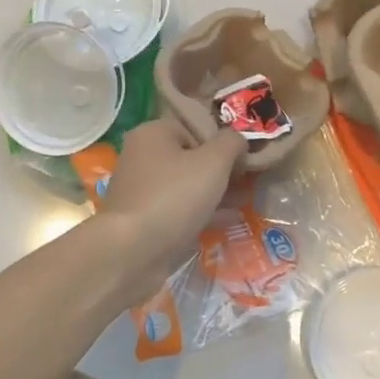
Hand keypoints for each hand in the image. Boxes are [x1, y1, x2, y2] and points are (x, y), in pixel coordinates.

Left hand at [95, 119, 244, 286]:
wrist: (132, 251)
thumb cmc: (174, 196)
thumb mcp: (213, 162)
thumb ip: (231, 143)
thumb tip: (239, 139)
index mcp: (153, 133)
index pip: (194, 127)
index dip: (222, 141)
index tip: (243, 159)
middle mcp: (141, 156)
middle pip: (190, 156)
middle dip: (220, 169)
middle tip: (247, 182)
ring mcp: (140, 189)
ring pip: (185, 184)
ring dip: (213, 192)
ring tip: (243, 201)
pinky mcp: (142, 218)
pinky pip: (178, 208)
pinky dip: (200, 212)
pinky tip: (225, 221)